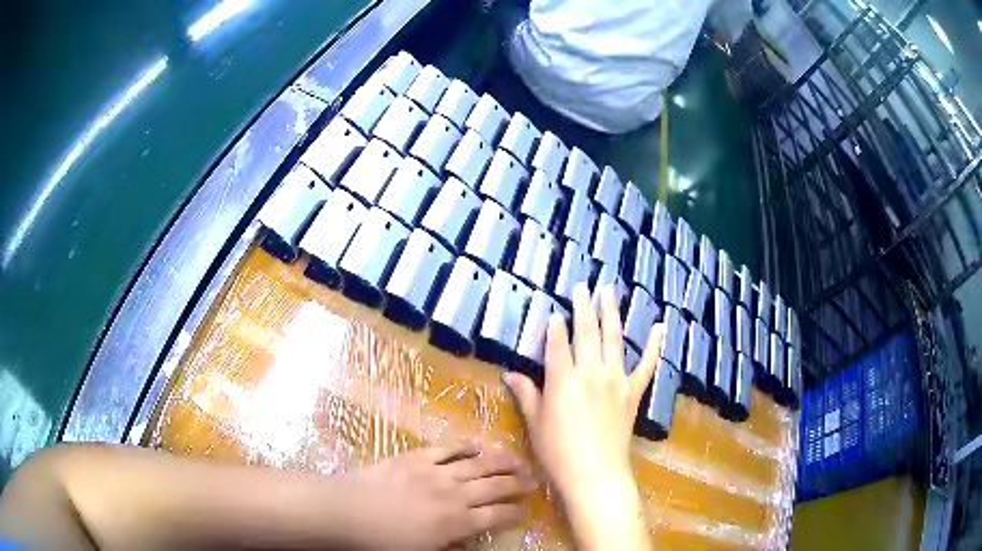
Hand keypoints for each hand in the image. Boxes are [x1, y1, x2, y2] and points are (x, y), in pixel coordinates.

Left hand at [342, 443, 535, 549]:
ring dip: (501, 461)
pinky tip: (476, 446)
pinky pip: (448, 448)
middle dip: (518, 484)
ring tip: (518, 459)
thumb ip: (451, 548)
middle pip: (495, 487)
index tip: (526, 509)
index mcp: (456, 523)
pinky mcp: (416, 457)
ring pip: (478, 464)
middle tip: (533, 480)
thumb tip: (470, 543)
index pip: (496, 516)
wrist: (347, 511)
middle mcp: (453, 495)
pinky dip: (465, 446)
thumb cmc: (382, 542)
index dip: (515, 512)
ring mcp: (435, 472)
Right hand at [504, 284, 663, 550]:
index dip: (555, 326)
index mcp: (562, 380)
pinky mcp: (633, 392)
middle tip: (583, 286)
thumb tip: (509, 374)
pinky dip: (655, 345)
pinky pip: (647, 365)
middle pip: (586, 333)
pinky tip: (660, 326)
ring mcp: (616, 380)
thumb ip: (526, 394)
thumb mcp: (535, 423)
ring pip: (614, 339)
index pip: (557, 344)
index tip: (554, 312)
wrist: (595, 473)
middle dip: (583, 307)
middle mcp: (590, 372)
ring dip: (611, 312)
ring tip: (610, 290)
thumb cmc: (558, 452)